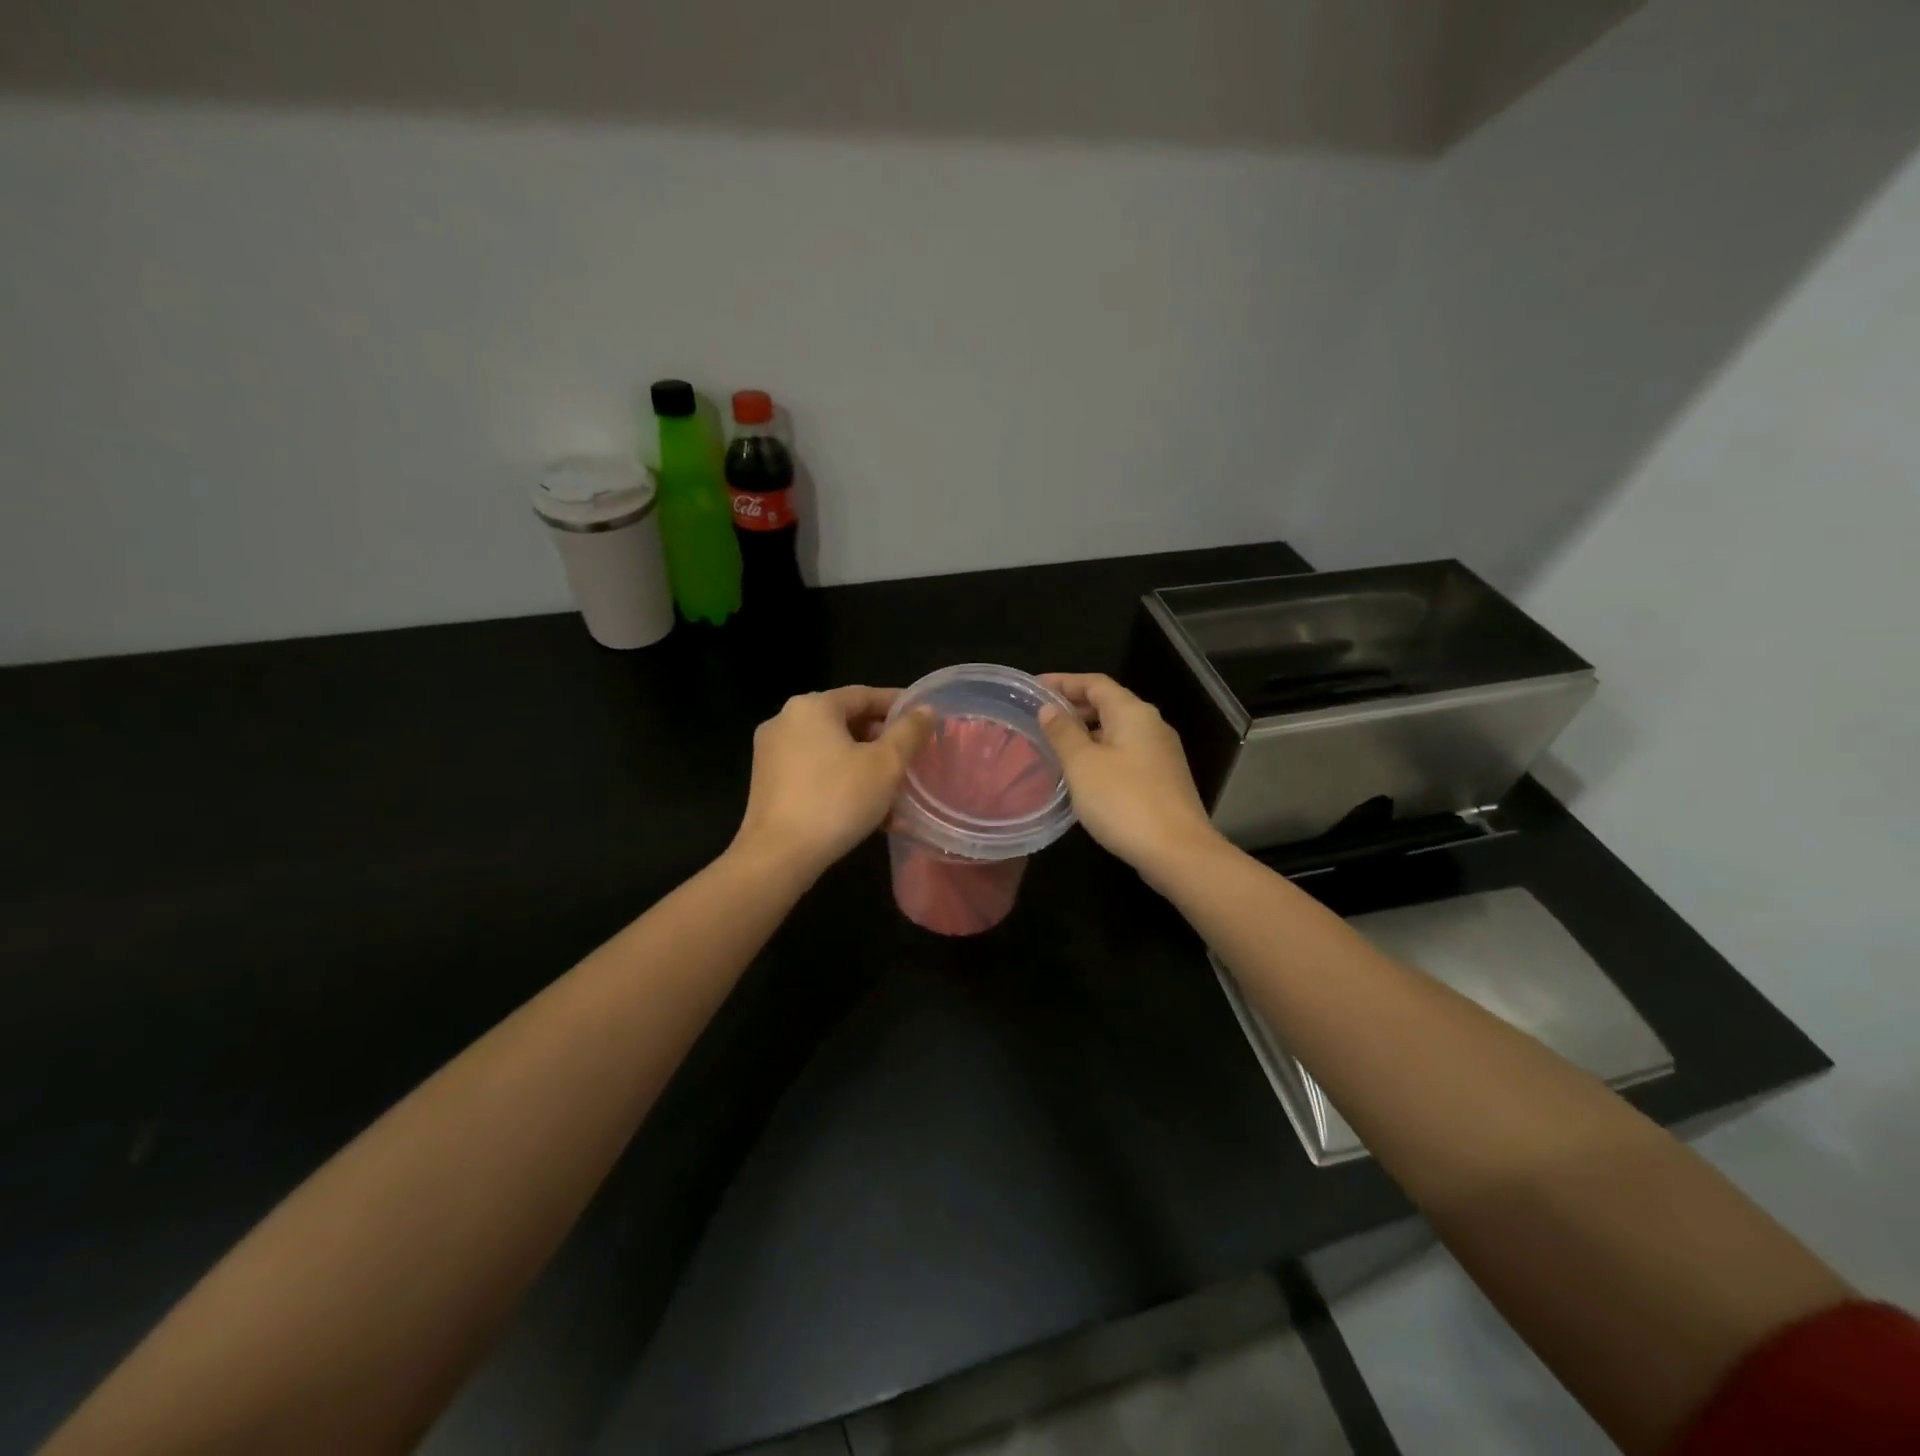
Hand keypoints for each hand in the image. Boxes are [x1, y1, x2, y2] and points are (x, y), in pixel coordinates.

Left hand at [731, 686, 934, 880]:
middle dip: (882, 741)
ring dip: (865, 767)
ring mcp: (772, 753)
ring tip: (895, 791)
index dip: (898, 705)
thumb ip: (909, 732)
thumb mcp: (886, 765)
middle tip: (911, 758)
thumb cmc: (837, 800)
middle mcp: (786, 720)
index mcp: (812, 707)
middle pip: (846, 722)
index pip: (864, 695)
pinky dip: (842, 782)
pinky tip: (868, 811)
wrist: (778, 856)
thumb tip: (925, 709)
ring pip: (832, 751)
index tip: (924, 719)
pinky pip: (815, 772)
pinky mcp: (768, 783)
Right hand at [1039, 673, 1222, 881]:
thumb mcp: (1083, 765)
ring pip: (1117, 730)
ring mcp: (1161, 754)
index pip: (1095, 683)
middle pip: (1109, 704)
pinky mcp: (1162, 779)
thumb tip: (1049, 708)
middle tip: (1040, 717)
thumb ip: (1063, 733)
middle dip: (1074, 705)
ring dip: (1086, 731)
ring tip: (1055, 743)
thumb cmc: (1124, 802)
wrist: (1178, 852)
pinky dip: (1100, 751)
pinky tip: (1082, 772)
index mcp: (1133, 713)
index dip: (1063, 681)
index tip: (1034, 689)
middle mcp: (1151, 725)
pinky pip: (1125, 752)